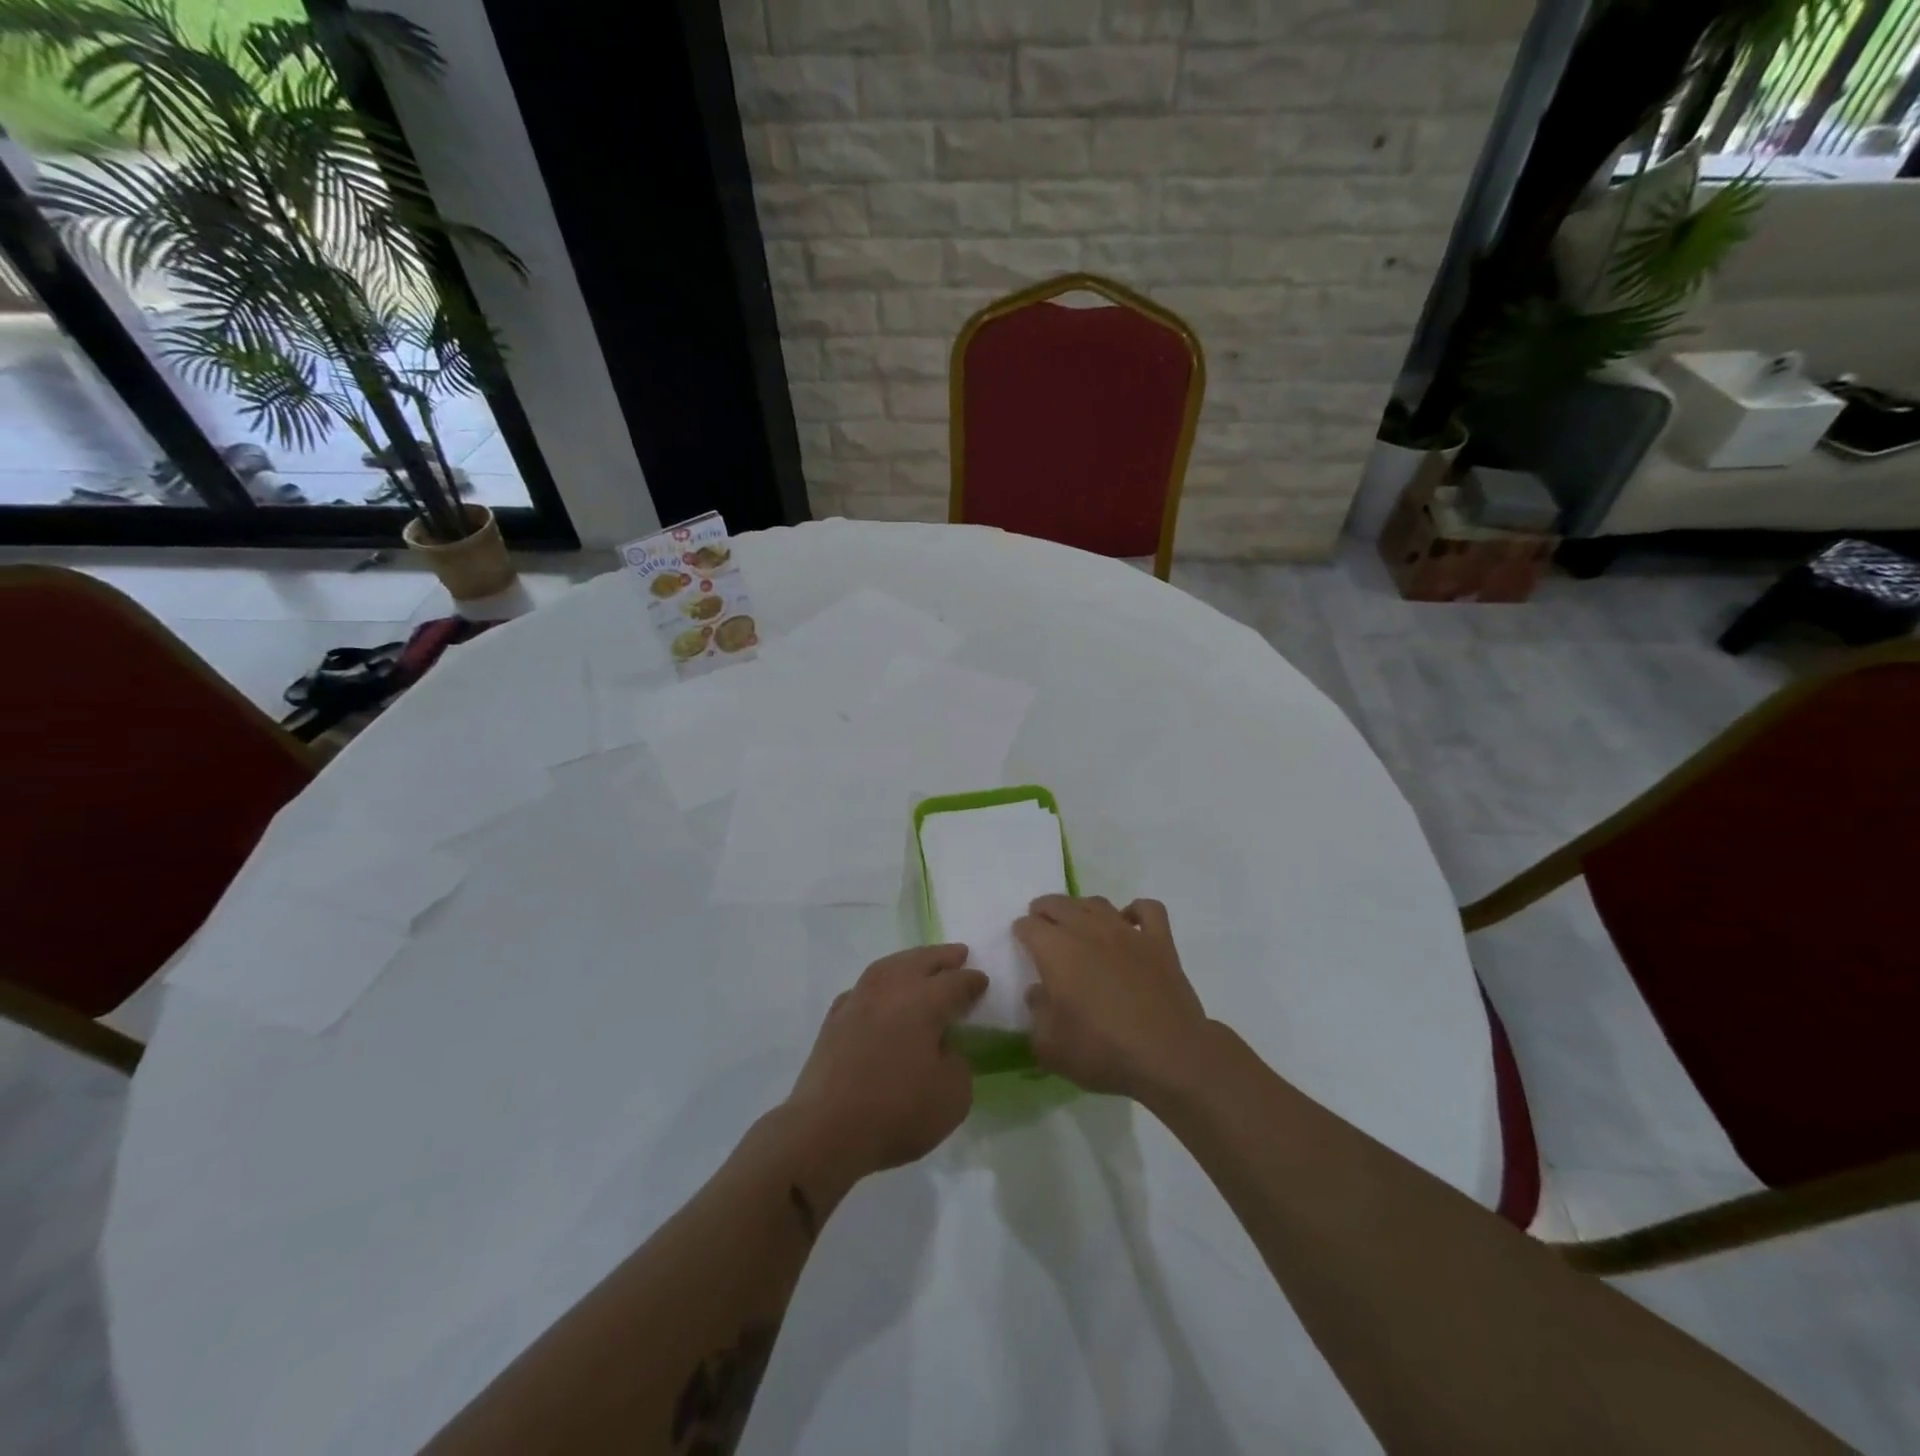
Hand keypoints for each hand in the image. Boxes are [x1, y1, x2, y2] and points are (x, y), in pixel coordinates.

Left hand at [784, 945, 986, 1187]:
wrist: (825, 1131)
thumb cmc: (896, 1112)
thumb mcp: (952, 1097)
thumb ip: (957, 1064)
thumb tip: (943, 1050)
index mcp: (923, 1002)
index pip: (955, 983)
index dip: (972, 981)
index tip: (982, 980)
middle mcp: (889, 991)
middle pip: (919, 961)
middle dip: (942, 957)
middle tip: (958, 953)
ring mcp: (856, 1002)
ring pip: (887, 968)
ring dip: (908, 962)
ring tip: (920, 963)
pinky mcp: (833, 1021)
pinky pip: (862, 990)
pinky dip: (877, 985)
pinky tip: (879, 995)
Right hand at [1015, 896, 1211, 1100]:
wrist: (1168, 1056)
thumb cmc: (1102, 1051)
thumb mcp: (1049, 1047)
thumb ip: (1036, 1015)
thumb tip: (1037, 993)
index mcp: (1056, 950)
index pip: (1029, 926)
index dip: (1022, 932)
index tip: (1021, 941)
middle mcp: (1088, 930)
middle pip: (1059, 904)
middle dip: (1045, 910)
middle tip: (1042, 922)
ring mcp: (1127, 932)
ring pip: (1098, 903)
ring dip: (1082, 907)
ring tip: (1078, 921)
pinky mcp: (1160, 941)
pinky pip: (1147, 909)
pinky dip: (1135, 911)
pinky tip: (1129, 923)